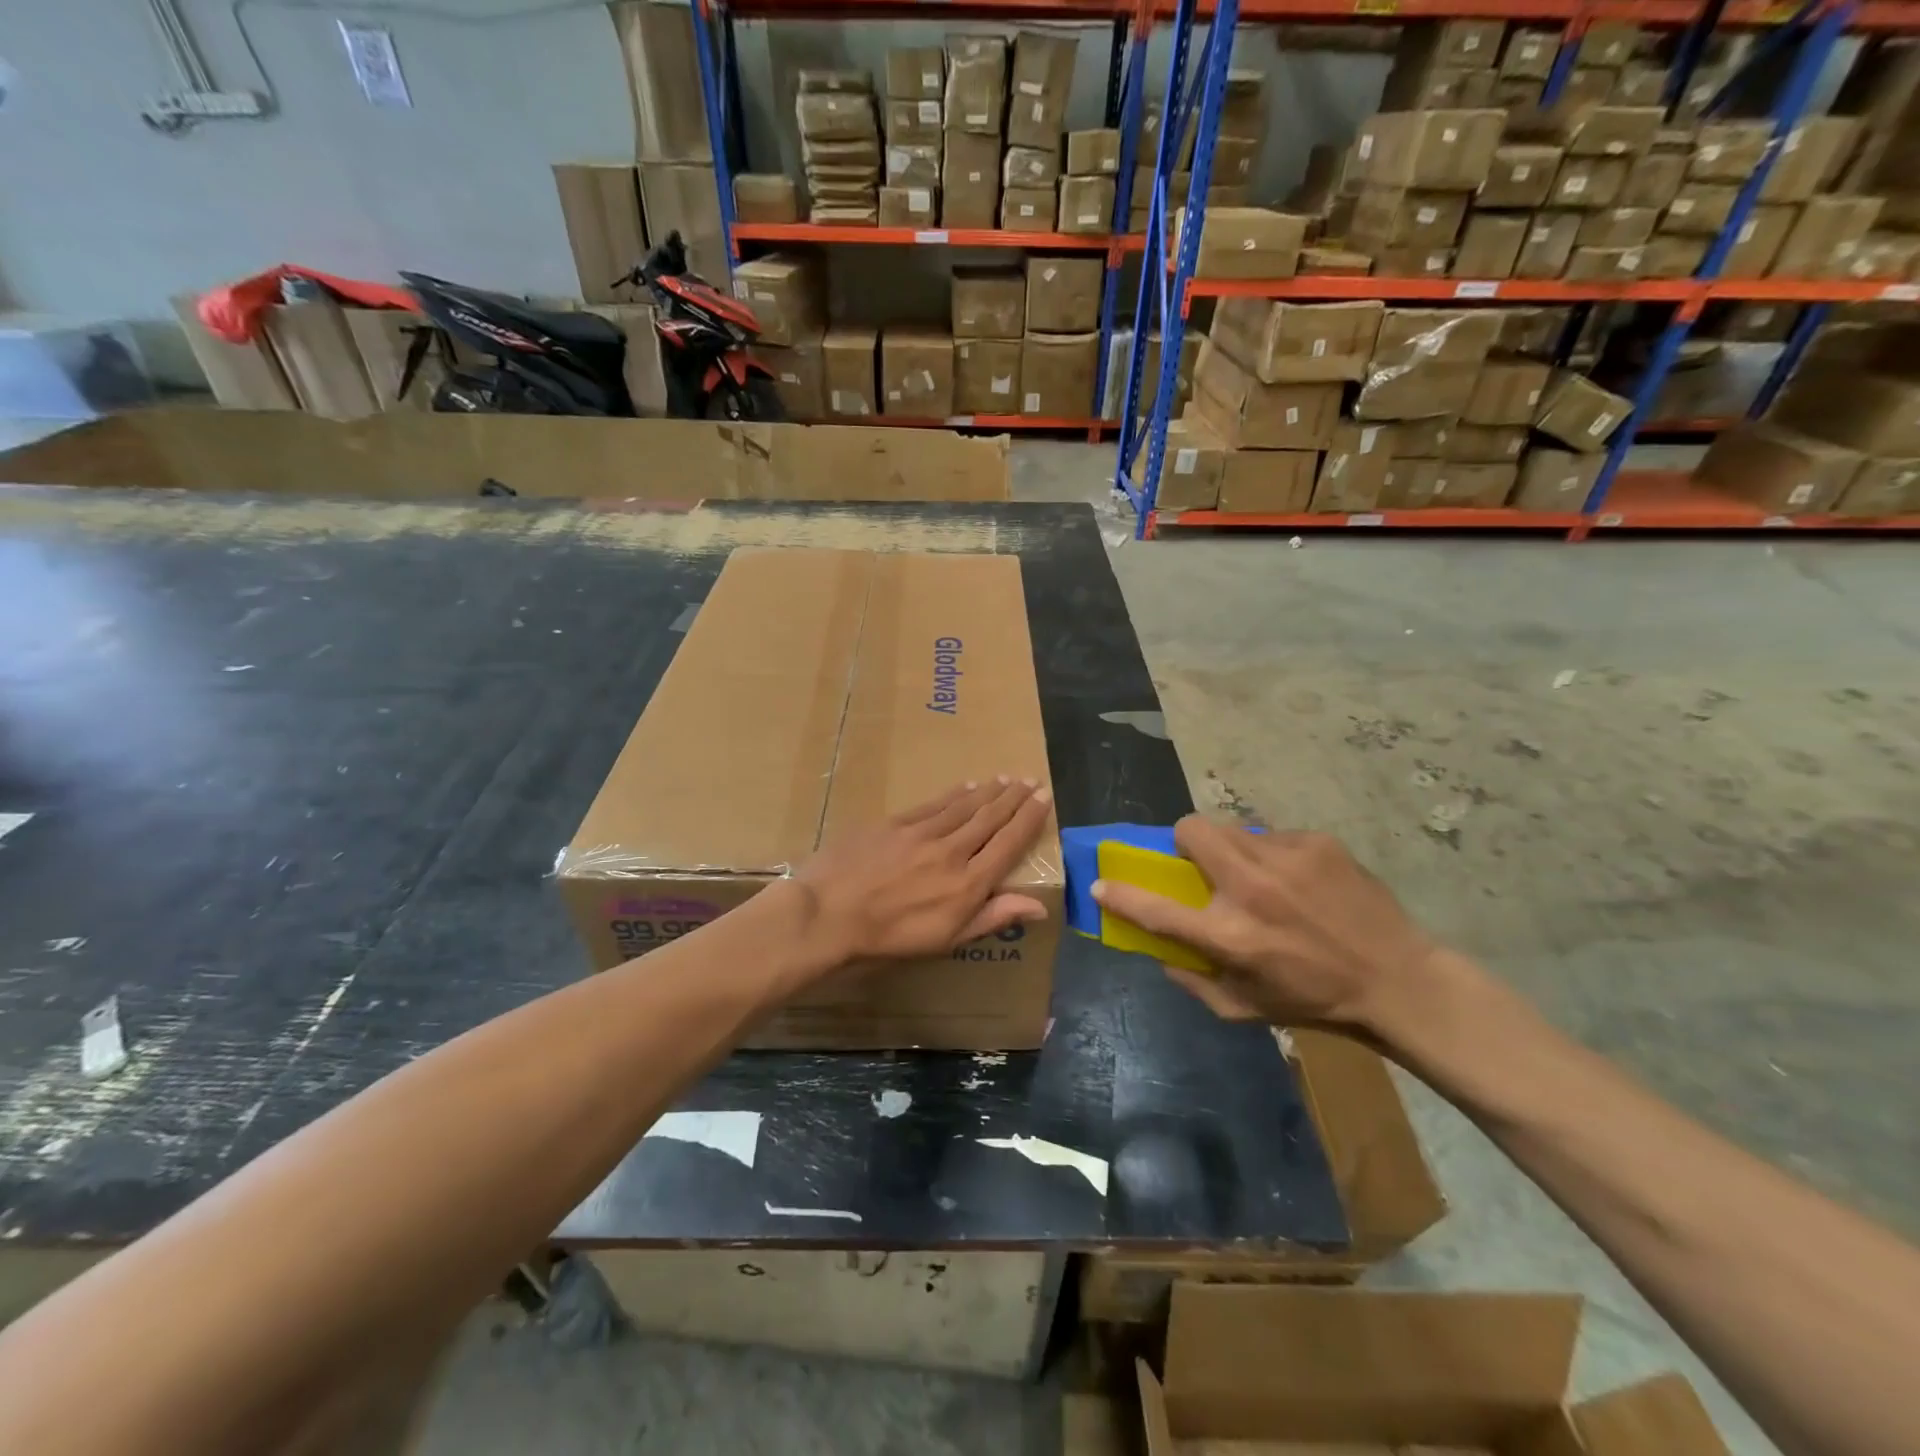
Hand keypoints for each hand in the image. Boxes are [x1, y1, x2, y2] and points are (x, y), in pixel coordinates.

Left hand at [792, 778, 1053, 965]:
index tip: (1045, 798)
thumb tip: (1041, 906)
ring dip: (988, 791)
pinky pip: (934, 803)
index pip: (1009, 843)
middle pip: (990, 818)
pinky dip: (954, 794)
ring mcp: (922, 832)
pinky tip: (965, 786)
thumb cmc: (890, 938)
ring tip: (1005, 779)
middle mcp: (952, 851)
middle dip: (1014, 798)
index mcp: (968, 884)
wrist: (829, 913)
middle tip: (1030, 781)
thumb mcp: (947, 939)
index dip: (1029, 819)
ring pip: (964, 806)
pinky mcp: (895, 822)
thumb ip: (993, 917)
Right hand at [1089, 817, 1437, 1034]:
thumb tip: (1159, 952)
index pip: (1155, 909)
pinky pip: (1271, 836)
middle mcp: (1250, 889)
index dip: (1120, 893)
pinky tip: (1299, 882)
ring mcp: (1285, 859)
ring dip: (1228, 848)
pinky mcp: (1315, 842)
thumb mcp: (1244, 1009)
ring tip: (1258, 875)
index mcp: (1229, 937)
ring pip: (1229, 827)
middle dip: (1183, 843)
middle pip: (1190, 830)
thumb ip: (1192, 982)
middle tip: (1201, 865)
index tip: (1101, 882)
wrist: (1397, 980)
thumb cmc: (1314, 1001)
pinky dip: (1272, 855)